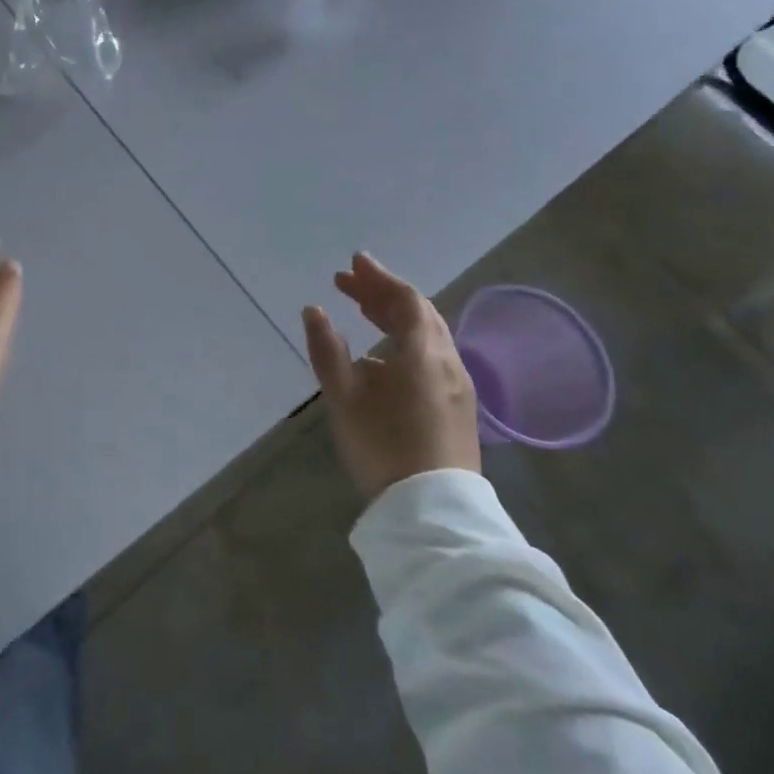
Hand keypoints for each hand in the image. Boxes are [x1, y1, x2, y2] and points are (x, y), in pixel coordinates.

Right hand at [302, 252, 480, 501]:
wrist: (432, 509)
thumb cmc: (383, 445)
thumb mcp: (344, 397)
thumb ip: (327, 349)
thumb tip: (314, 310)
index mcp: (423, 352)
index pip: (405, 299)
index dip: (378, 278)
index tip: (352, 263)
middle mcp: (447, 360)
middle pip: (420, 313)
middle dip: (383, 293)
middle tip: (350, 283)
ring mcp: (458, 385)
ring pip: (429, 335)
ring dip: (395, 316)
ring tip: (364, 311)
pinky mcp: (458, 406)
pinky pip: (432, 355)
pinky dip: (406, 340)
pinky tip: (384, 357)